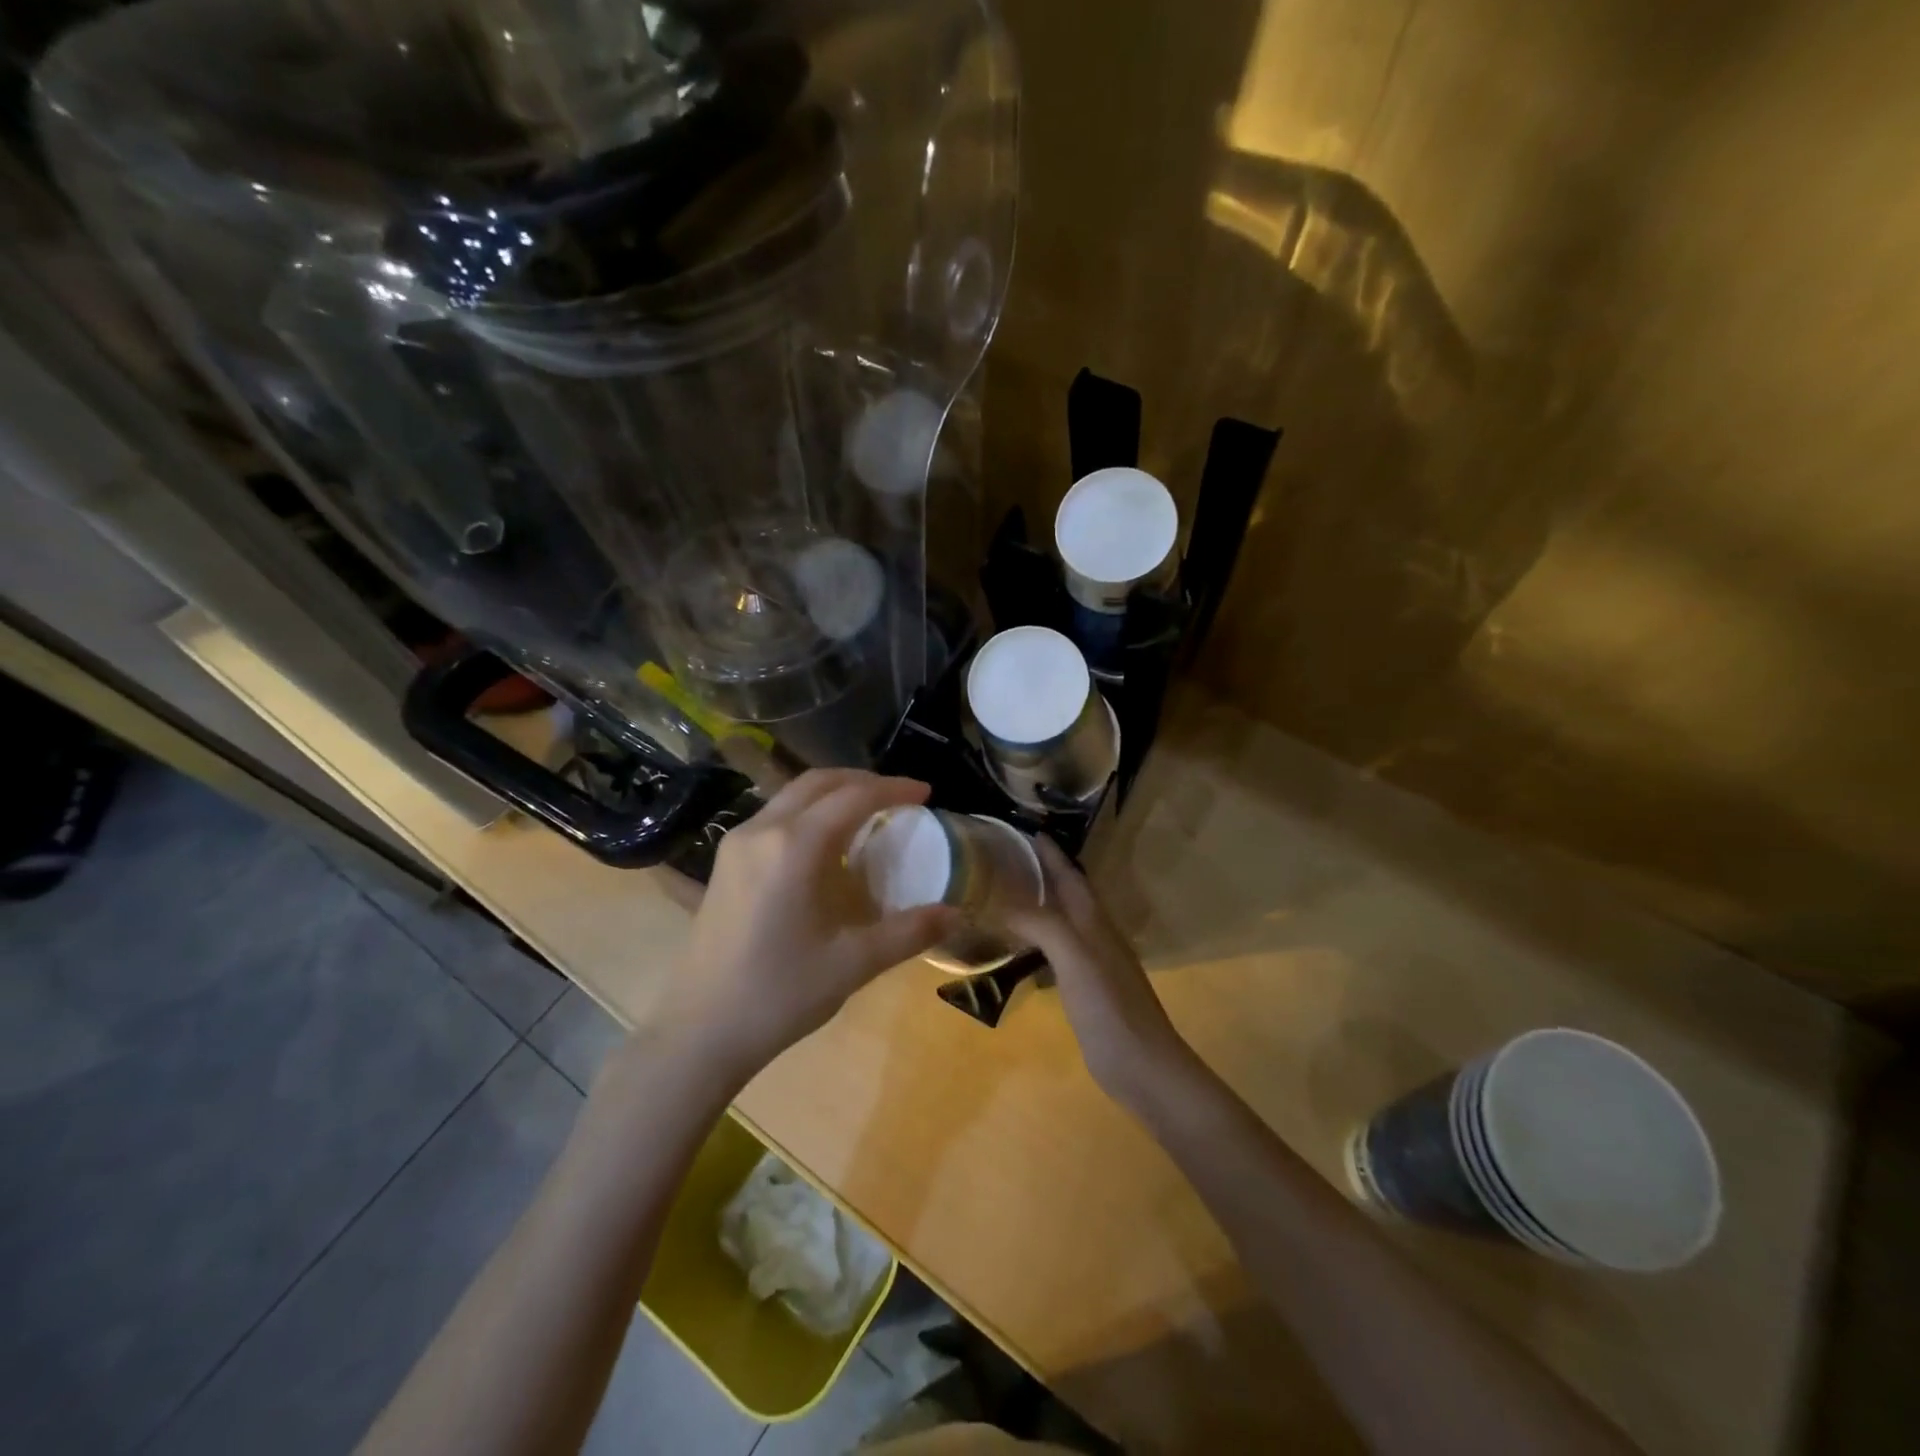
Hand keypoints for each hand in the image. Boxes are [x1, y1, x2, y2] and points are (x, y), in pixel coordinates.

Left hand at [648, 770, 961, 1081]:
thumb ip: (908, 932)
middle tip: (899, 796)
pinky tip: (825, 842)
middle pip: (818, 783)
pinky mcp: (724, 863)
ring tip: (868, 813)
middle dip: (862, 781)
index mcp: (794, 847)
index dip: (893, 789)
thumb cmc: (778, 994)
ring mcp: (736, 844)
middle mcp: (762, 831)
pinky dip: (808, 812)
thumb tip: (956, 914)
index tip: (926, 793)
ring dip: (833, 793)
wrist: (698, 1032)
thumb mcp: (853, 964)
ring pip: (792, 796)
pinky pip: (774, 816)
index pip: (853, 797)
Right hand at [1005, 836, 1196, 1112]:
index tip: (1024, 830)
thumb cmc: (1109, 1007)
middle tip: (1005, 859)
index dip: (1050, 853)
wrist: (1142, 1065)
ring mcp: (1092, 962)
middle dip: (1042, 873)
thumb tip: (1001, 903)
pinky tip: (1020, 947)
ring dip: (1039, 905)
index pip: (1069, 875)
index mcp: (1093, 921)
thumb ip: (1042, 924)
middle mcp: (1094, 934)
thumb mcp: (1074, 958)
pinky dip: (1037, 940)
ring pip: (1062, 921)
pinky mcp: (1085, 988)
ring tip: (1005, 896)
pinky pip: (1056, 951)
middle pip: (1067, 894)